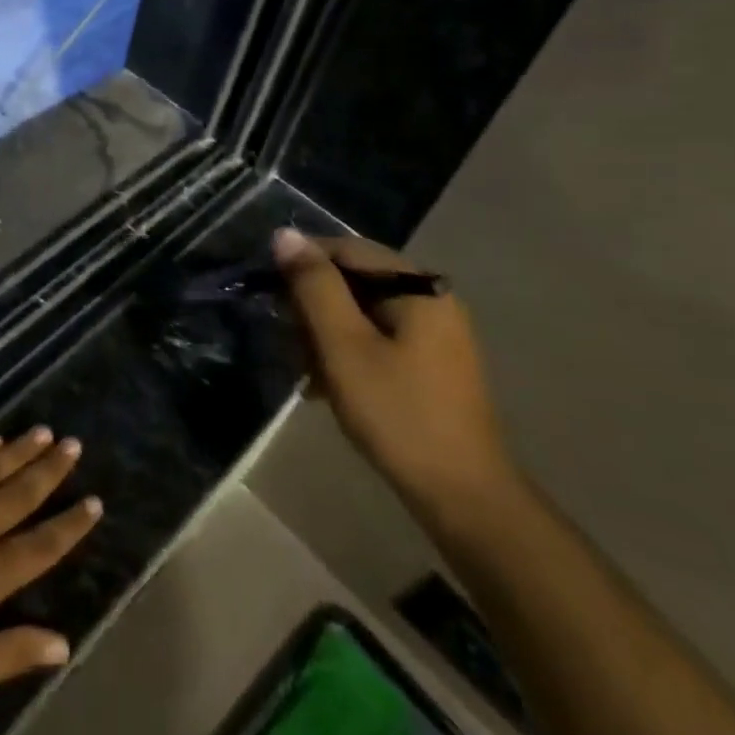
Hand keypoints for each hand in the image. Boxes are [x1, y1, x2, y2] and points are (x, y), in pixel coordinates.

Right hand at [272, 229, 516, 524]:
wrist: (465, 498)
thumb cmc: (399, 415)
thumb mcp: (344, 346)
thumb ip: (314, 287)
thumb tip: (284, 236)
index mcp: (418, 286)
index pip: (346, 249)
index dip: (302, 263)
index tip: (269, 292)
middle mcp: (431, 298)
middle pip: (355, 279)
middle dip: (314, 306)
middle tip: (290, 343)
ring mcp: (435, 332)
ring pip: (362, 310)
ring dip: (327, 333)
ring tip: (307, 371)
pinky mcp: (432, 362)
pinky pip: (378, 336)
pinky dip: (349, 351)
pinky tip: (328, 385)